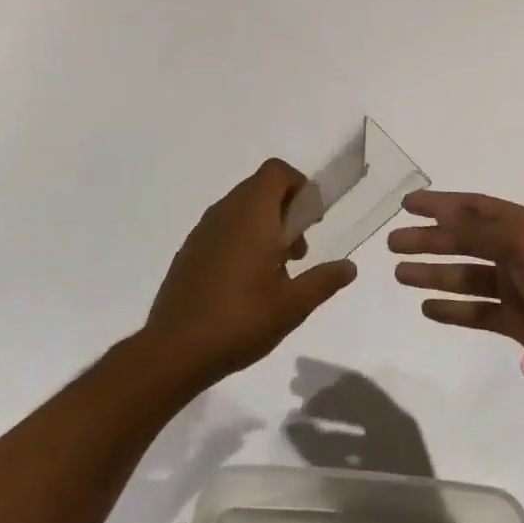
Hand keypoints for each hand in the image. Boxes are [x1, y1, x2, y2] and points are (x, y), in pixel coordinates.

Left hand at [145, 159, 358, 383]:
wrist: (174, 350)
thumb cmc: (240, 320)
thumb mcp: (292, 305)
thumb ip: (324, 280)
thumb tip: (350, 267)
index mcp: (252, 214)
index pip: (277, 172)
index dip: (300, 186)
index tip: (312, 220)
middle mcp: (225, 212)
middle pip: (260, 188)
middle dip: (286, 210)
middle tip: (298, 252)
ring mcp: (202, 231)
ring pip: (241, 209)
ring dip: (264, 226)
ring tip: (276, 271)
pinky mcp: (189, 251)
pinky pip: (223, 228)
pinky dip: (241, 239)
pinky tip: (246, 283)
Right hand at [390, 190, 523, 394]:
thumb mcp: (520, 244)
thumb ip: (480, 231)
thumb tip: (444, 215)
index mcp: (521, 226)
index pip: (473, 208)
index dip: (440, 204)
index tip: (407, 204)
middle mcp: (516, 252)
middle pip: (464, 241)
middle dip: (429, 240)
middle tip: (393, 243)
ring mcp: (516, 288)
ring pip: (466, 276)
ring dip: (434, 273)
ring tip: (400, 275)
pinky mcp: (516, 321)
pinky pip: (476, 311)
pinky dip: (453, 309)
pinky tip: (427, 308)